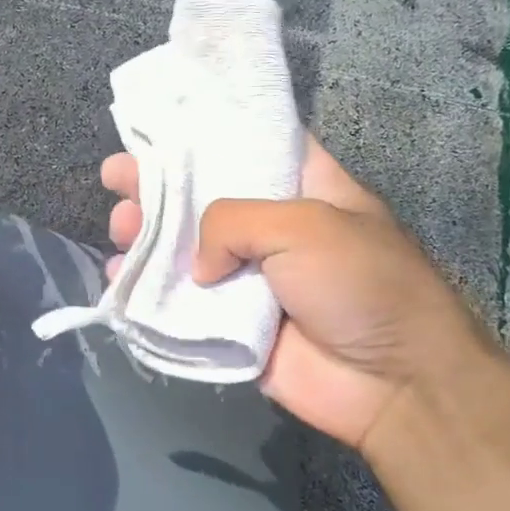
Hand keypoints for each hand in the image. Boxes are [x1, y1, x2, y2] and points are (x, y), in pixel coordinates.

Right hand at [102, 138, 490, 449]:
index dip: (204, 133)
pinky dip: (146, 288)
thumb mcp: (305, 226)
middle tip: (116, 176)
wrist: (393, 385)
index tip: (157, 126)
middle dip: (158, 184)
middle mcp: (269, 227)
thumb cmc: (361, 284)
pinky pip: (179, 302)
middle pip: (202, 196)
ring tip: (118, 224)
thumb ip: (232, 222)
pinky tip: (118, 274)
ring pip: (184, 248)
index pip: (249, 145)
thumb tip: (196, 266)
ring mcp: (247, 277)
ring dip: (146, 234)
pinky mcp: (230, 322)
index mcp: (301, 188)